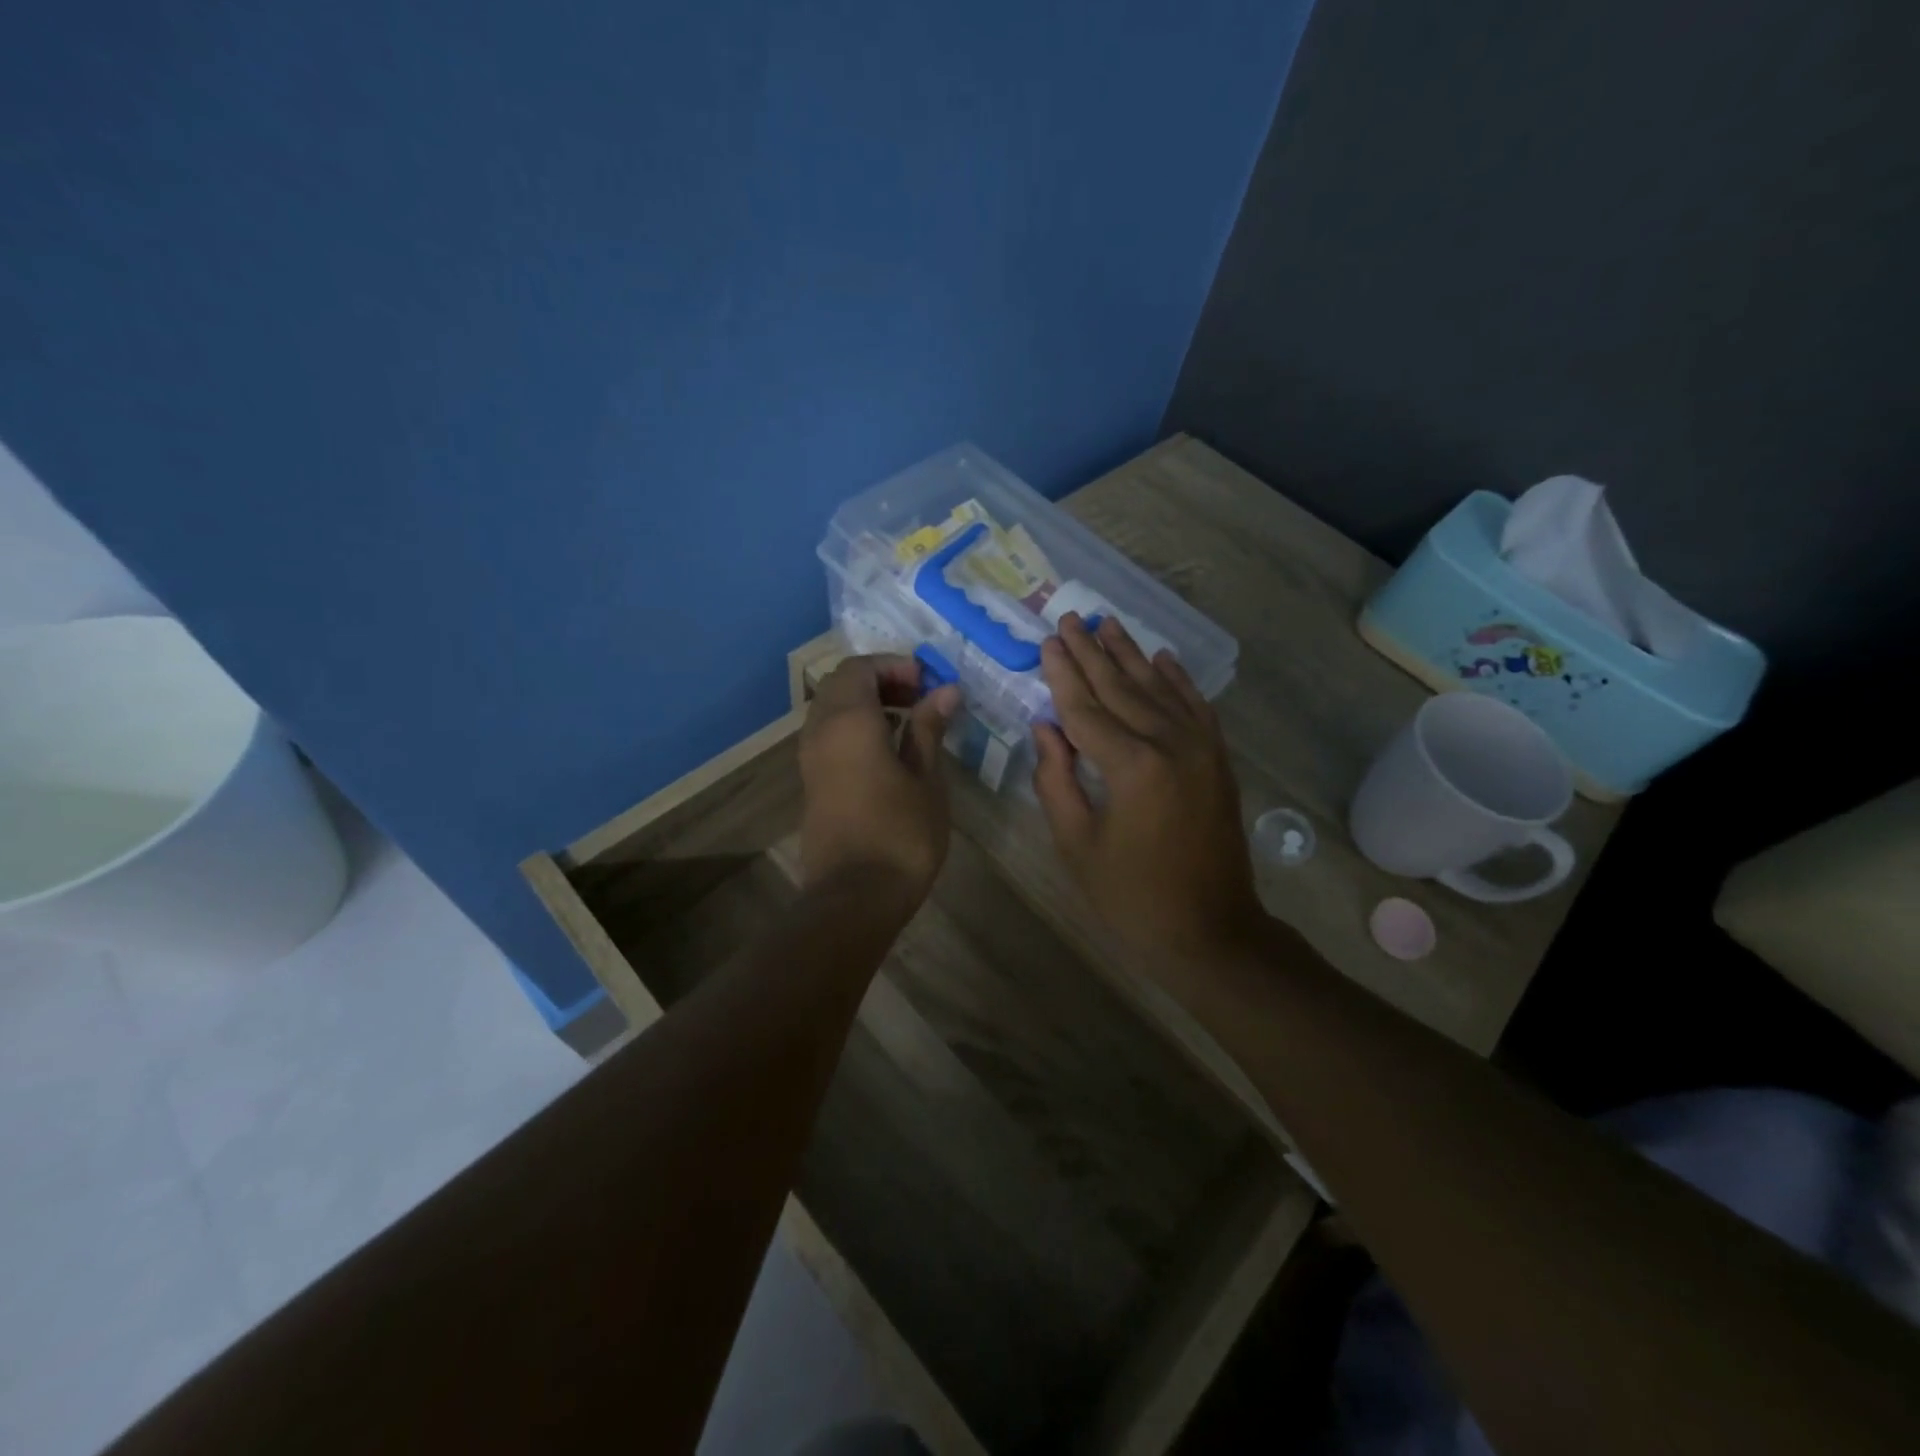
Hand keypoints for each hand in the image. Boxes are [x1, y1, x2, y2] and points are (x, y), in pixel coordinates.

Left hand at [799, 654, 961, 901]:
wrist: (854, 897)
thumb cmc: (900, 835)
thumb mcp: (926, 779)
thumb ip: (929, 728)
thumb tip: (945, 691)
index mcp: (848, 721)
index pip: (860, 667)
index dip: (894, 665)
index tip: (929, 682)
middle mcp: (820, 730)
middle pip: (842, 684)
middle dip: (881, 680)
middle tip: (920, 696)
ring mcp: (810, 757)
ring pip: (832, 708)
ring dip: (867, 703)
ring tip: (909, 721)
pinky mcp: (811, 781)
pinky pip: (829, 734)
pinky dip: (855, 726)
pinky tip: (889, 749)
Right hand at [1033, 614, 1266, 962]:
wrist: (1209, 929)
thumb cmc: (1130, 895)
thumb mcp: (1076, 843)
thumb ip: (1055, 779)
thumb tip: (1045, 726)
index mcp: (1131, 767)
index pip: (1085, 708)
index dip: (1063, 673)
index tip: (1049, 640)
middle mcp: (1170, 744)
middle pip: (1122, 688)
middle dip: (1092, 652)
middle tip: (1072, 617)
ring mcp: (1201, 749)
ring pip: (1159, 689)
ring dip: (1131, 654)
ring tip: (1108, 624)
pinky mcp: (1217, 760)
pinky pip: (1196, 708)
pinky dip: (1178, 680)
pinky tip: (1163, 658)